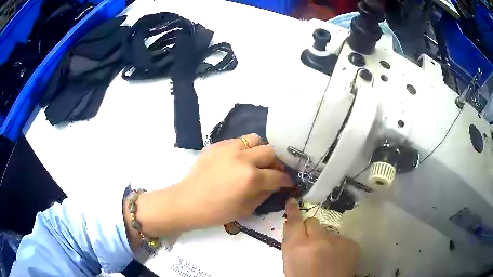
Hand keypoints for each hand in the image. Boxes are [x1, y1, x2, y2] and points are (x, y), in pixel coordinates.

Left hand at [176, 133, 292, 226]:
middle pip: (271, 151)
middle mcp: (243, 158)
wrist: (187, 202)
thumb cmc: (216, 212)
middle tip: (274, 171)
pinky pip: (238, 141)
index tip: (288, 181)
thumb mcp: (246, 209)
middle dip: (277, 162)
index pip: (277, 175)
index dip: (286, 179)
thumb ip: (265, 193)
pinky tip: (238, 160)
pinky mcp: (217, 144)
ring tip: (256, 161)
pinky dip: (244, 149)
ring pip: (255, 139)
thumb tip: (275, 184)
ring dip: (260, 150)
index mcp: (250, 178)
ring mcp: (228, 148)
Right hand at [282, 198, 359, 276]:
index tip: (293, 201)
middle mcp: (318, 240)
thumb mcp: (290, 263)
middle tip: (311, 242)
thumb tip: (294, 228)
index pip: (294, 222)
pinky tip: (338, 259)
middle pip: (313, 222)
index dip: (293, 211)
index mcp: (298, 247)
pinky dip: (338, 247)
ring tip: (327, 256)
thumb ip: (292, 244)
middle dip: (311, 229)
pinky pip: (342, 239)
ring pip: (329, 232)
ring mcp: (338, 241)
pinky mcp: (352, 244)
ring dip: (326, 240)